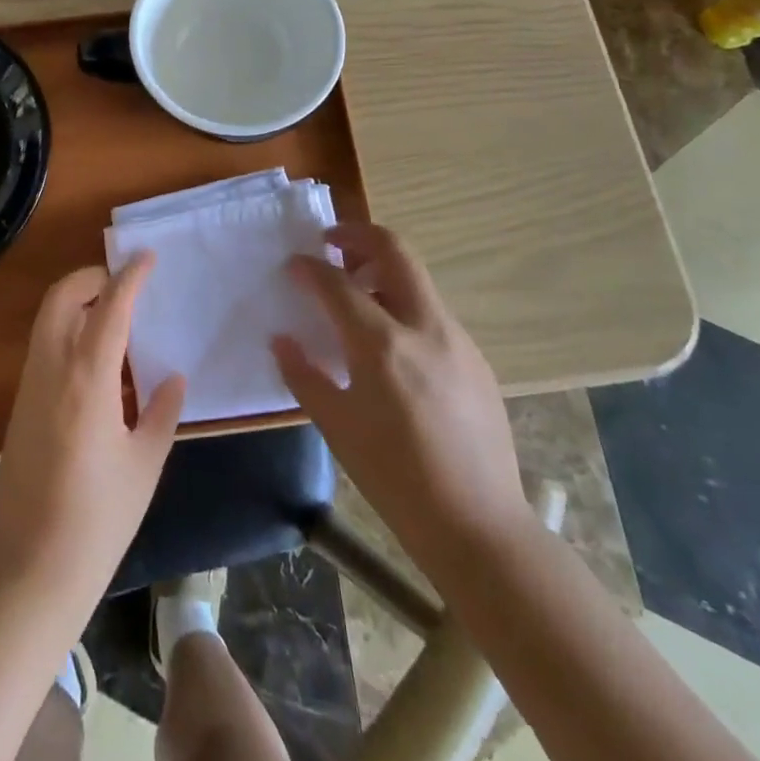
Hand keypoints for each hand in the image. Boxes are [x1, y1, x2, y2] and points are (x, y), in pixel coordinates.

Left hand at [0, 255, 185, 616]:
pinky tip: (100, 366)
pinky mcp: (20, 406)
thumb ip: (161, 412)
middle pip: (63, 297)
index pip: (110, 307)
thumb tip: (172, 377)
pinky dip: (69, 332)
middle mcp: (51, 369)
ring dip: (79, 303)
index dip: (130, 276)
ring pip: (48, 319)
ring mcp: (29, 386)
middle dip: (92, 278)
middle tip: (126, 286)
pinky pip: (44, 347)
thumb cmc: (97, 520)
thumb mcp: (144, 465)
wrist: (28, 572)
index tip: (147, 256)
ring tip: (118, 321)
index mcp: (87, 378)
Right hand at [273, 224, 530, 569]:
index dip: (309, 267)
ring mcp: (457, 339)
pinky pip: (432, 311)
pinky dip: (403, 303)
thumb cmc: (394, 478)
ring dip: (382, 267)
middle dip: (358, 235)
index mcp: (382, 345)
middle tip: (330, 243)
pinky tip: (390, 341)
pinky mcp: (476, 358)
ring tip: (356, 292)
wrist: (478, 526)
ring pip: (417, 277)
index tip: (293, 265)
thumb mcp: (336, 427)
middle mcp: (424, 327)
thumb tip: (281, 339)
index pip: (337, 283)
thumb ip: (303, 375)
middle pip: (394, 250)